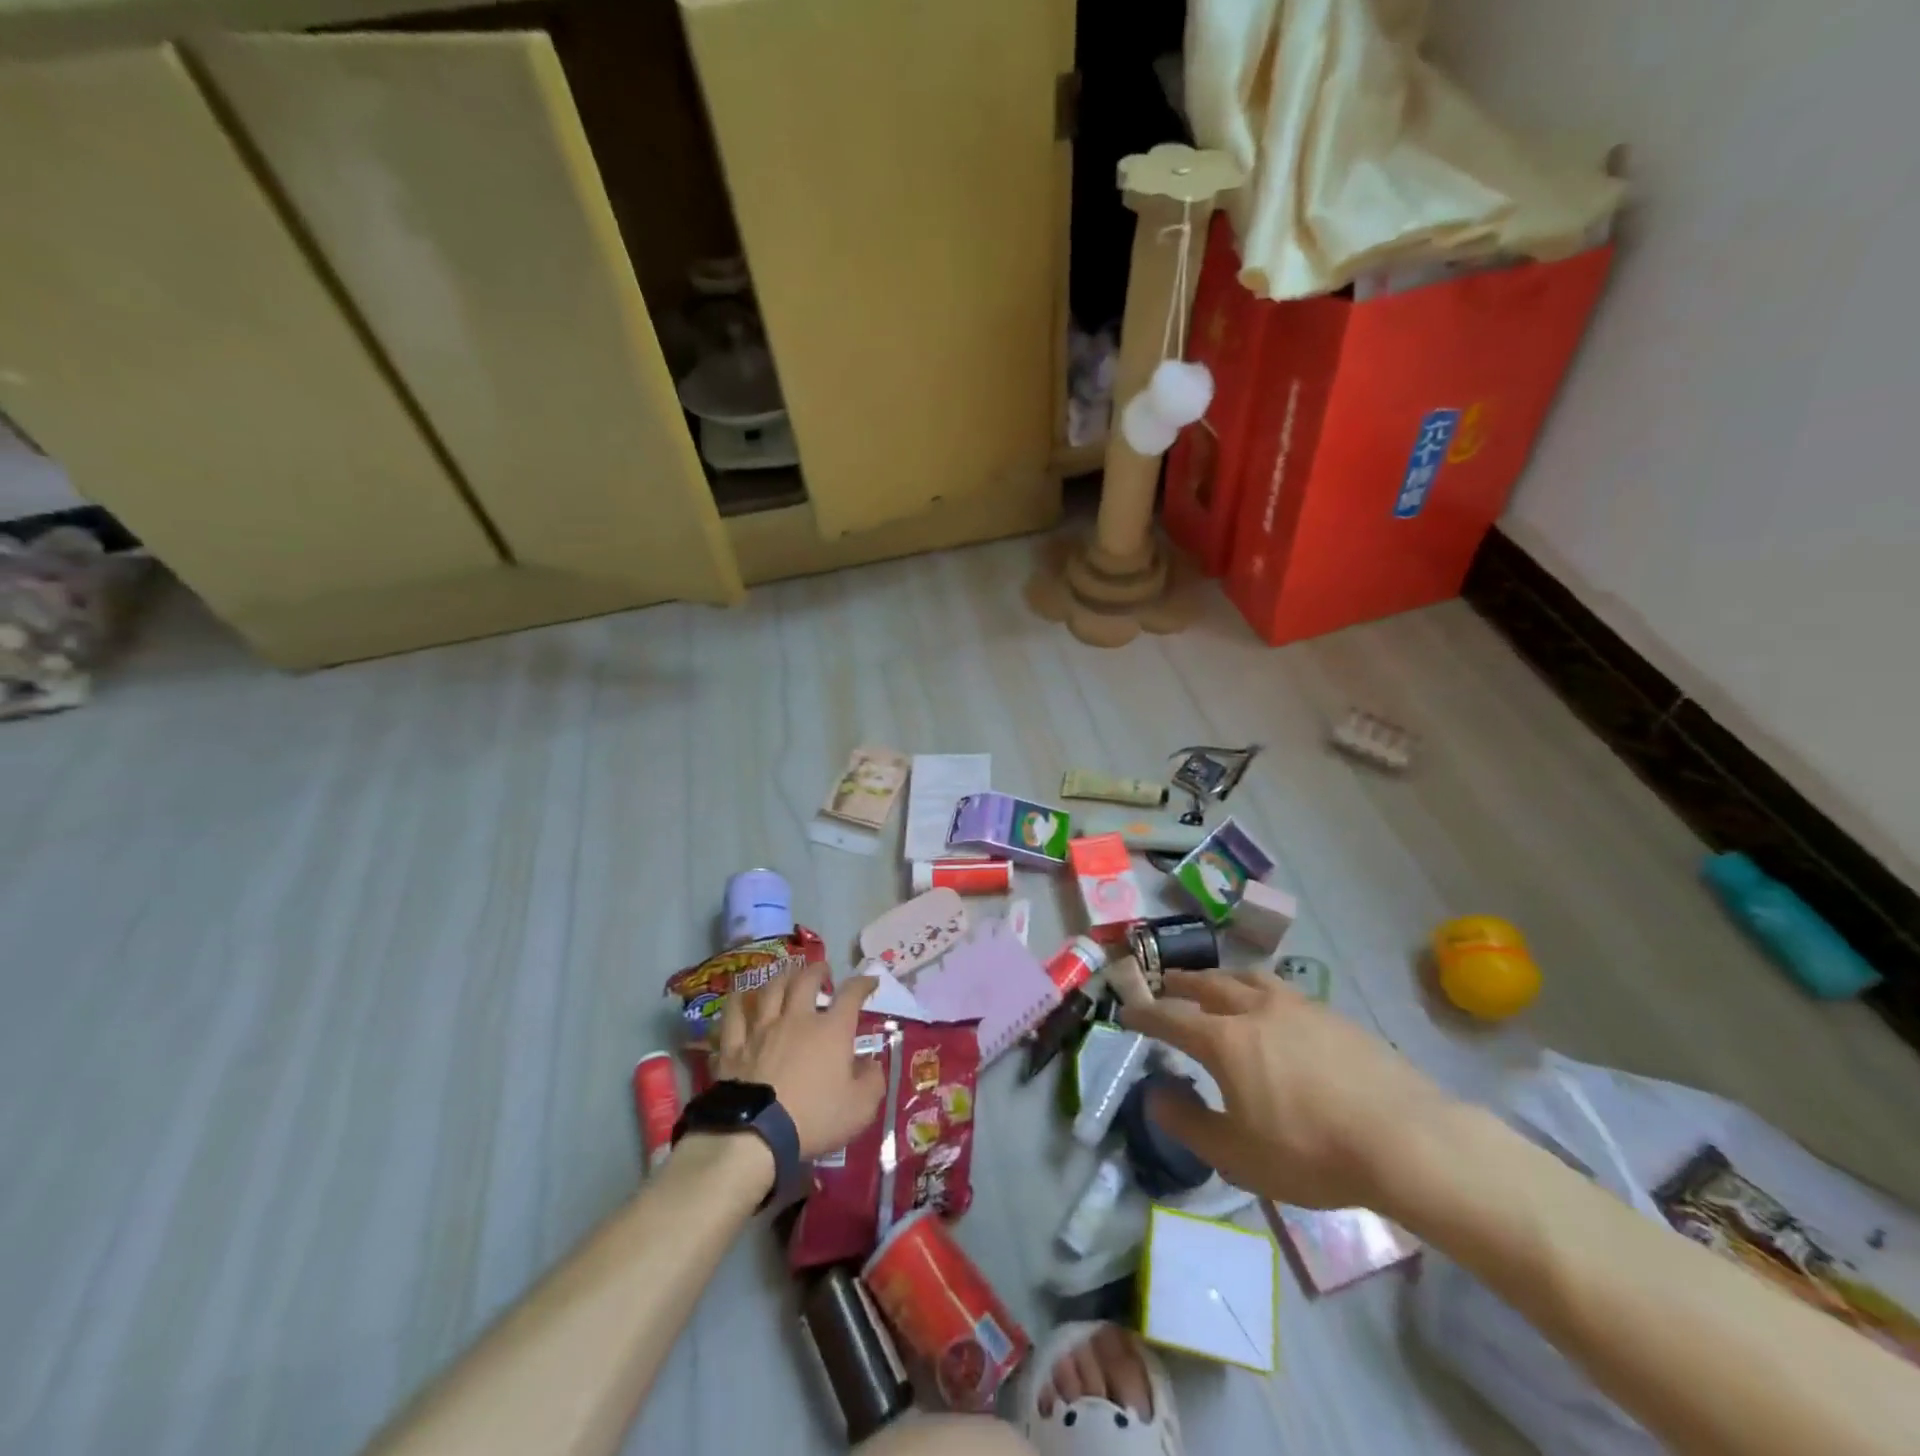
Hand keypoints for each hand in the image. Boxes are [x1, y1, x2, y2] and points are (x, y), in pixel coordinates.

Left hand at [715, 966, 884, 1158]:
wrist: (755, 1135)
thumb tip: (871, 1064)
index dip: (862, 983)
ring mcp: (761, 1030)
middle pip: (805, 981)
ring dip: (780, 978)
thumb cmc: (814, 1118)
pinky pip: (733, 1015)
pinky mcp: (733, 1047)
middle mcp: (796, 1019)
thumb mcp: (860, 1108)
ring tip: (786, 975)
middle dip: (817, 970)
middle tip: (822, 970)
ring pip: (770, 990)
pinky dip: (738, 1002)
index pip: (851, 995)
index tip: (869, 981)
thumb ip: (872, 1082)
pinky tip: (740, 997)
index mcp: (831, 1030)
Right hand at [1120, 969, 1456, 1210]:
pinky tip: (1273, 1008)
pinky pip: (1283, 989)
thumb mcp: (1238, 1155)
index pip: (1171, 1018)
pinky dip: (1260, 989)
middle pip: (1208, 985)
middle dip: (1181, 983)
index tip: (1127, 1011)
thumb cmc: (1311, 1152)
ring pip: (1247, 977)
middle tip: (1166, 984)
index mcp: (1224, 1039)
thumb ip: (1189, 1123)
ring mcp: (1297, 1006)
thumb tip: (1156, 1095)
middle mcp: (1254, 1009)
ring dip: (1222, 977)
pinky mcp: (1332, 1014)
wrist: (1406, 1140)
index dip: (1145, 1014)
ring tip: (1216, 984)